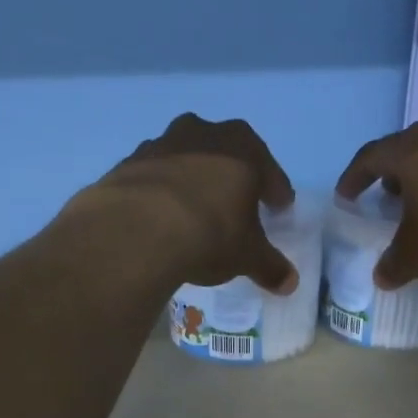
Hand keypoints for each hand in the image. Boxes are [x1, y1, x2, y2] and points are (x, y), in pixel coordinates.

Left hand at [82, 113, 299, 292]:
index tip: (279, 208)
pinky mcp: (128, 163)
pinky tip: (160, 216)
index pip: (269, 170)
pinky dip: (161, 192)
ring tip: (195, 210)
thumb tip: (290, 283)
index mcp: (243, 148)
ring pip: (187, 159)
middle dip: (233, 176)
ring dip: (193, 179)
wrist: (136, 231)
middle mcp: (203, 134)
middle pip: (226, 153)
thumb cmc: (209, 234)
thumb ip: (270, 266)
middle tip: (237, 204)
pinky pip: (154, 176)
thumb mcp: (247, 256)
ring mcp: (161, 144)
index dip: (276, 191)